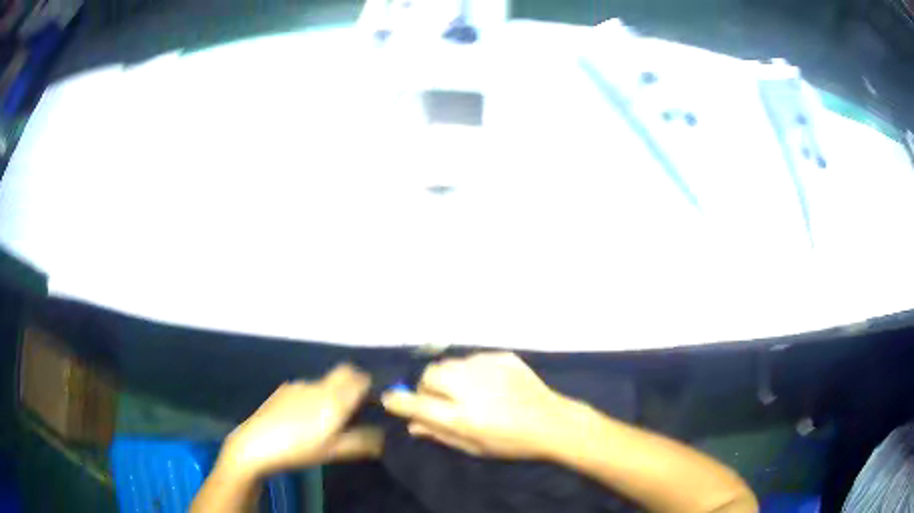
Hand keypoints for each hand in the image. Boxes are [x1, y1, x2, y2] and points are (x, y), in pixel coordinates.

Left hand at [219, 364, 381, 477]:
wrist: (255, 444)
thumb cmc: (299, 449)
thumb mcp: (334, 451)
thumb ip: (361, 442)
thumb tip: (383, 437)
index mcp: (334, 399)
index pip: (360, 378)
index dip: (370, 387)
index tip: (373, 403)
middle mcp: (318, 385)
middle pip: (344, 372)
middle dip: (353, 383)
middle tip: (356, 406)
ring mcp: (299, 385)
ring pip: (326, 381)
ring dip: (333, 392)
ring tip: (328, 418)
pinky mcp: (284, 390)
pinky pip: (308, 388)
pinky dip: (315, 397)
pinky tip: (305, 419)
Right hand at [382, 352, 574, 458]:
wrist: (552, 422)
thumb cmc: (511, 442)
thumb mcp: (474, 447)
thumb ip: (440, 434)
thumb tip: (412, 425)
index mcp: (463, 416)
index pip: (417, 404)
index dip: (398, 402)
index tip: (390, 399)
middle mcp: (471, 388)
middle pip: (430, 375)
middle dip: (426, 386)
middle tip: (438, 398)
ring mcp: (488, 368)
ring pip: (450, 363)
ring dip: (448, 376)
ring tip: (464, 390)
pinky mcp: (502, 357)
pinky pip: (473, 359)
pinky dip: (470, 371)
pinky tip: (487, 383)